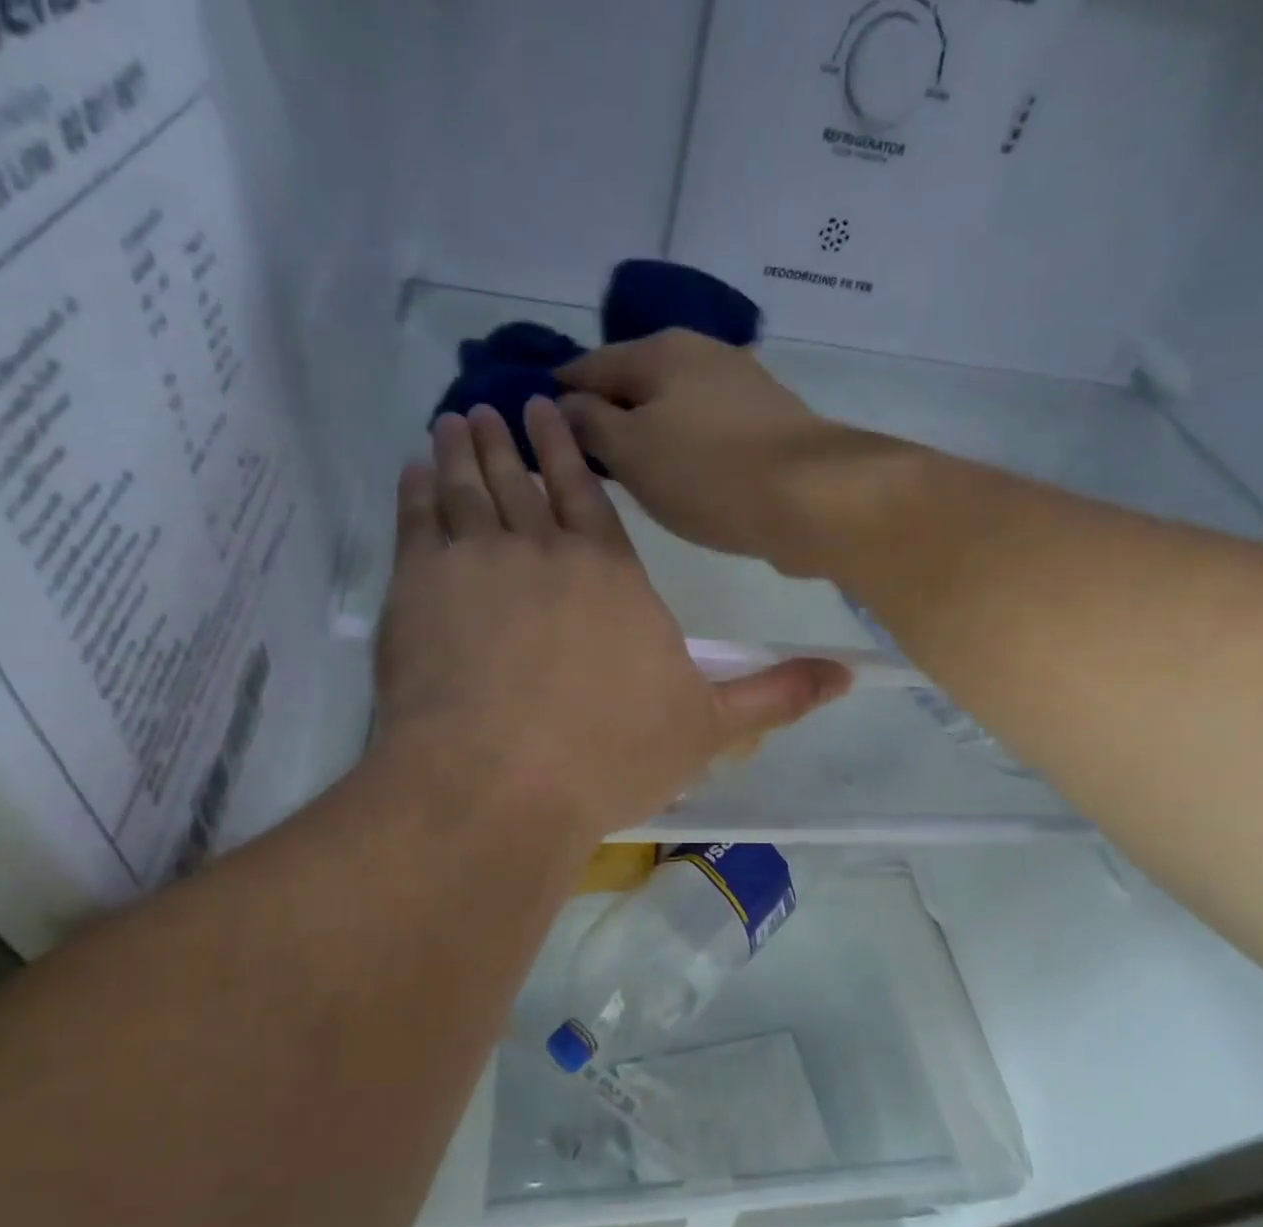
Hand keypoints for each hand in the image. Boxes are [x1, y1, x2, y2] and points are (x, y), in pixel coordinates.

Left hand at [373, 397, 852, 842]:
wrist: (500, 785)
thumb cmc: (609, 756)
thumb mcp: (707, 729)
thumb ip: (773, 694)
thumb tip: (847, 675)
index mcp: (612, 574)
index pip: (591, 495)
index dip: (572, 454)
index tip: (550, 415)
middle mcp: (545, 551)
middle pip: (527, 480)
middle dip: (511, 440)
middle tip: (495, 404)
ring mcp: (476, 563)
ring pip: (470, 487)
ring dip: (463, 448)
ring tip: (455, 419)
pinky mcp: (418, 588)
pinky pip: (417, 518)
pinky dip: (415, 486)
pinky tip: (415, 467)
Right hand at [556, 329, 886, 576]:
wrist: (812, 498)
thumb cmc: (708, 473)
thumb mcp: (631, 451)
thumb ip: (589, 424)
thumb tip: (562, 405)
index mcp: (660, 350)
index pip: (588, 365)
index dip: (556, 394)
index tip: (532, 425)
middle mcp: (701, 353)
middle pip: (633, 382)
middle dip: (603, 414)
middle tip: (578, 458)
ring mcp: (740, 386)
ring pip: (671, 406)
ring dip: (644, 432)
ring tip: (623, 473)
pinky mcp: (767, 423)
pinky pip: (704, 429)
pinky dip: (681, 447)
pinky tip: (677, 476)